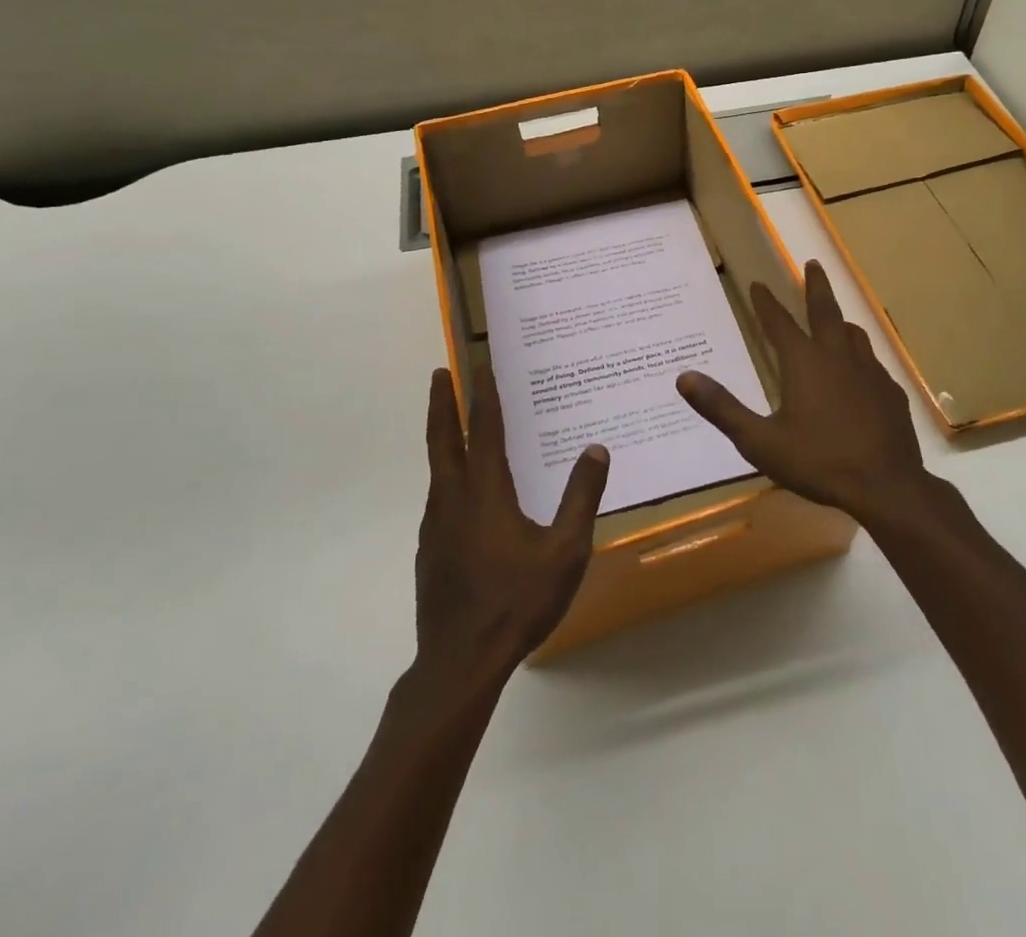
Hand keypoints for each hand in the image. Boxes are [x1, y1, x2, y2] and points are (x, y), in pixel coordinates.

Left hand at [416, 368, 607, 683]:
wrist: (460, 663)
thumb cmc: (517, 601)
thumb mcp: (565, 550)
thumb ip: (581, 497)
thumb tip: (596, 449)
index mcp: (485, 491)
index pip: (483, 428)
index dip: (482, 394)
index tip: (478, 364)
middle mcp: (453, 499)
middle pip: (443, 439)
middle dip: (441, 403)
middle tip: (439, 373)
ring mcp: (436, 526)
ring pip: (437, 468)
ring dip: (442, 436)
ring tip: (453, 424)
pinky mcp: (430, 550)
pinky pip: (439, 496)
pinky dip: (448, 474)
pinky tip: (463, 492)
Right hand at [676, 260, 926, 523]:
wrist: (886, 486)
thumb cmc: (818, 461)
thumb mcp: (760, 441)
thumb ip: (722, 408)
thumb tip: (684, 377)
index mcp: (804, 362)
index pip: (779, 322)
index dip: (766, 303)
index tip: (758, 284)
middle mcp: (838, 357)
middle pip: (826, 311)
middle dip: (816, 285)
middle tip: (813, 263)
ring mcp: (870, 373)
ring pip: (855, 334)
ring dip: (841, 321)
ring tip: (837, 318)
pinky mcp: (891, 393)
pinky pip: (873, 364)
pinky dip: (861, 357)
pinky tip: (861, 373)